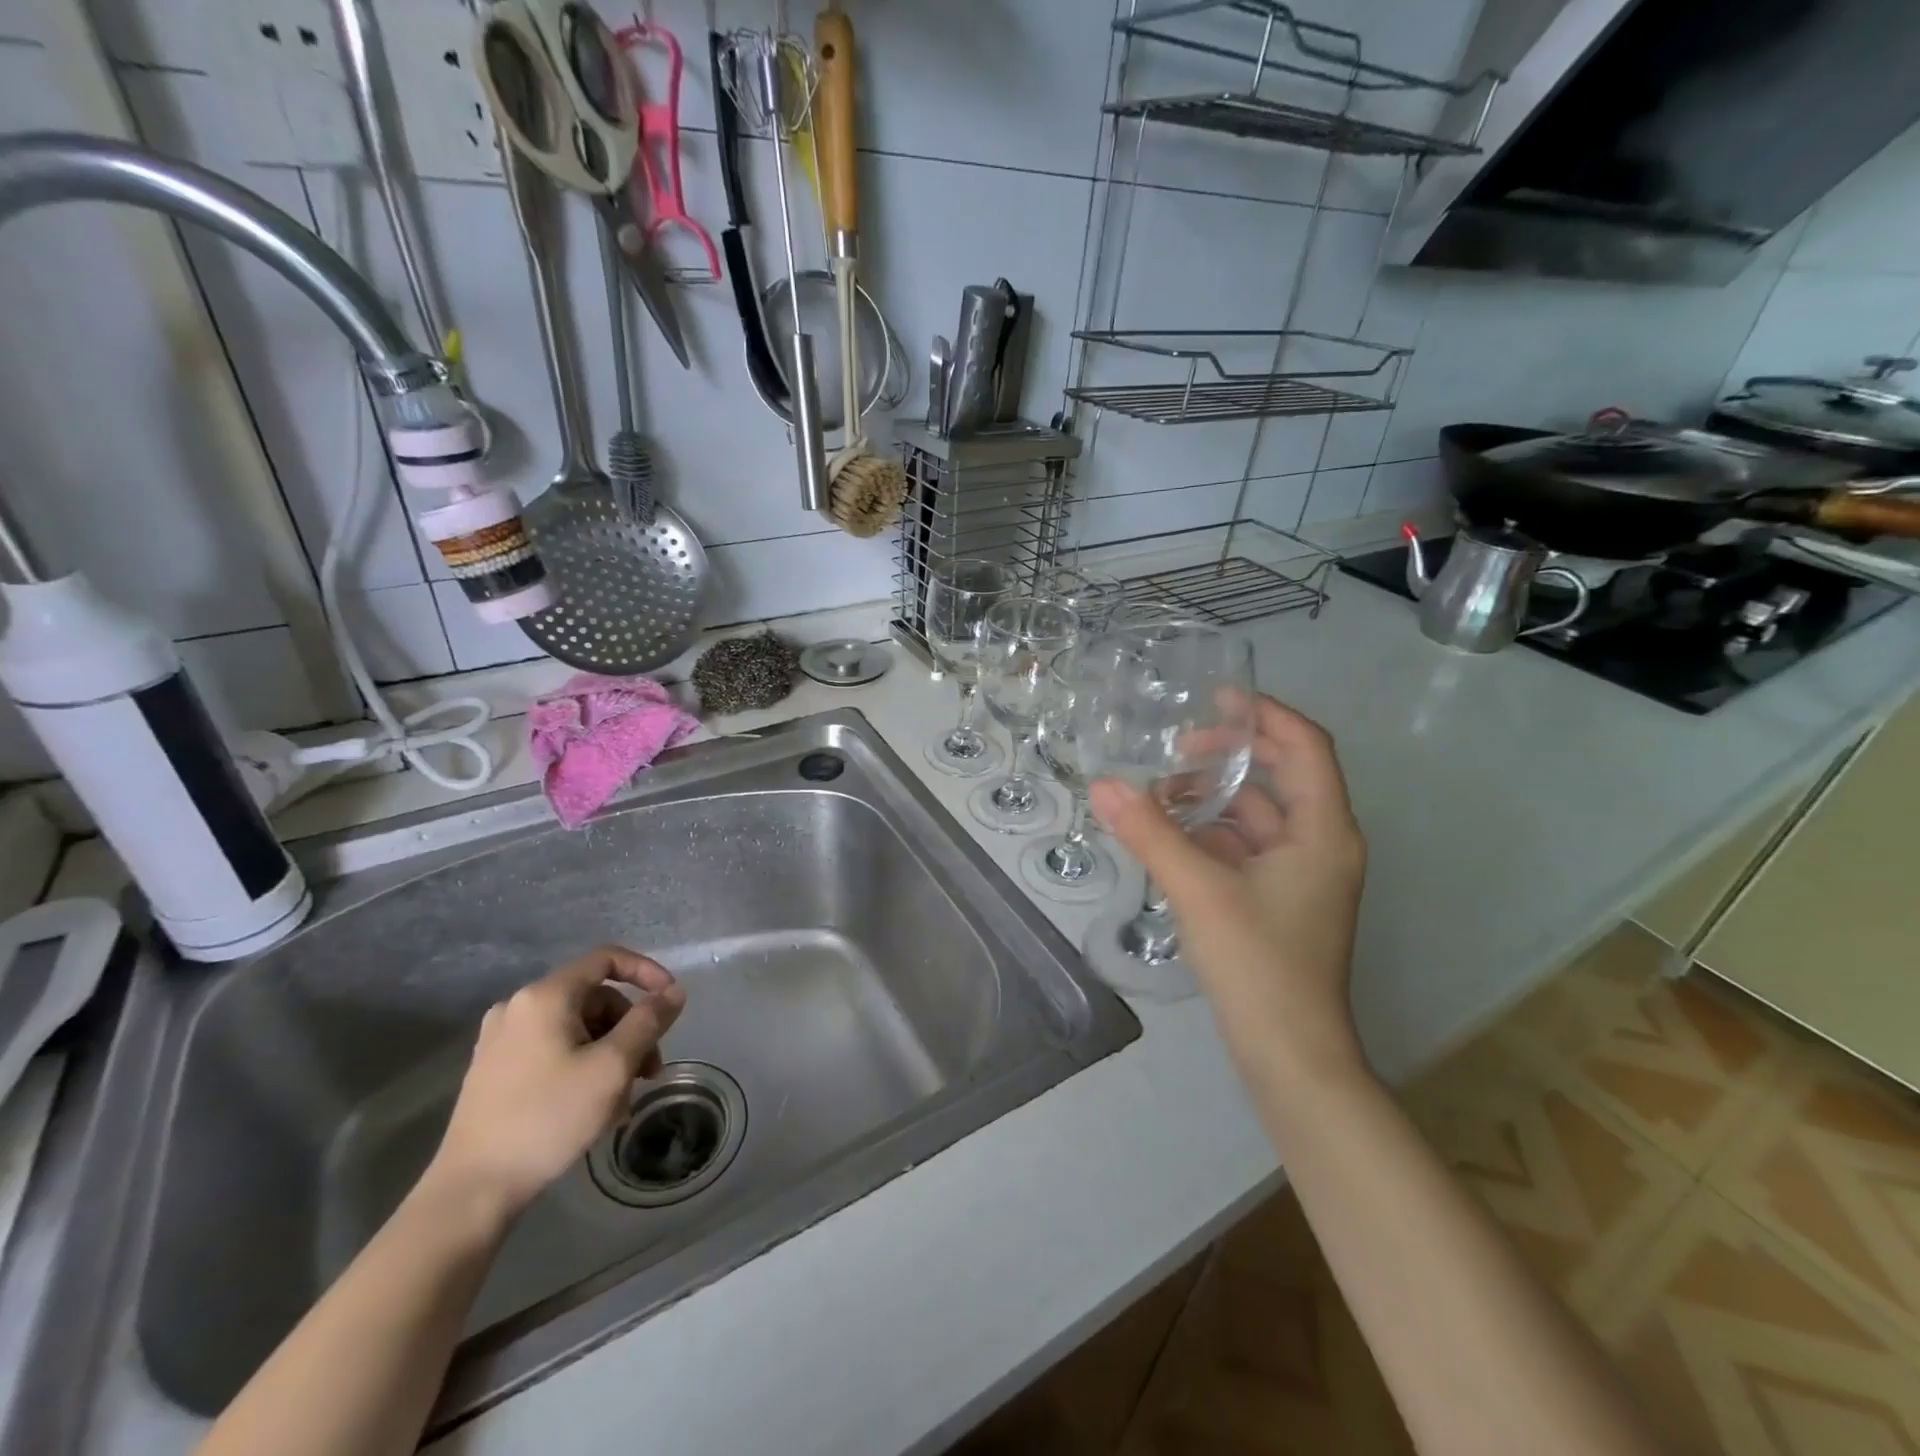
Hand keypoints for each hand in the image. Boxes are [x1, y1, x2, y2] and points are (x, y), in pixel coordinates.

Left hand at [428, 946, 685, 1218]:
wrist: (472, 1189)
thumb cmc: (548, 1118)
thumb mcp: (612, 1067)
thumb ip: (649, 1021)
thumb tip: (675, 991)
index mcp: (545, 996)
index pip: (607, 959)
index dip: (646, 972)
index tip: (671, 1001)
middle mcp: (519, 1007)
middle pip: (594, 998)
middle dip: (630, 1028)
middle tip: (650, 1070)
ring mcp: (501, 1039)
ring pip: (576, 1027)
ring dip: (609, 1052)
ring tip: (623, 1098)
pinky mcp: (493, 1069)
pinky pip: (553, 1048)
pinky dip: (582, 1064)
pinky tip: (592, 1105)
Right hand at [1089, 694, 1368, 1090]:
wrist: (1290, 1057)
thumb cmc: (1259, 965)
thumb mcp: (1199, 891)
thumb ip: (1150, 834)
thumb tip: (1102, 785)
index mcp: (1323, 830)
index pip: (1306, 746)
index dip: (1265, 714)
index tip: (1216, 696)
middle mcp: (1321, 845)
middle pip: (1282, 775)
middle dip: (1230, 755)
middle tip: (1177, 748)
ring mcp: (1302, 877)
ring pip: (1259, 815)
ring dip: (1214, 798)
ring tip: (1159, 795)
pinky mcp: (1280, 902)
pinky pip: (1247, 848)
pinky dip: (1212, 834)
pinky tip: (1169, 837)